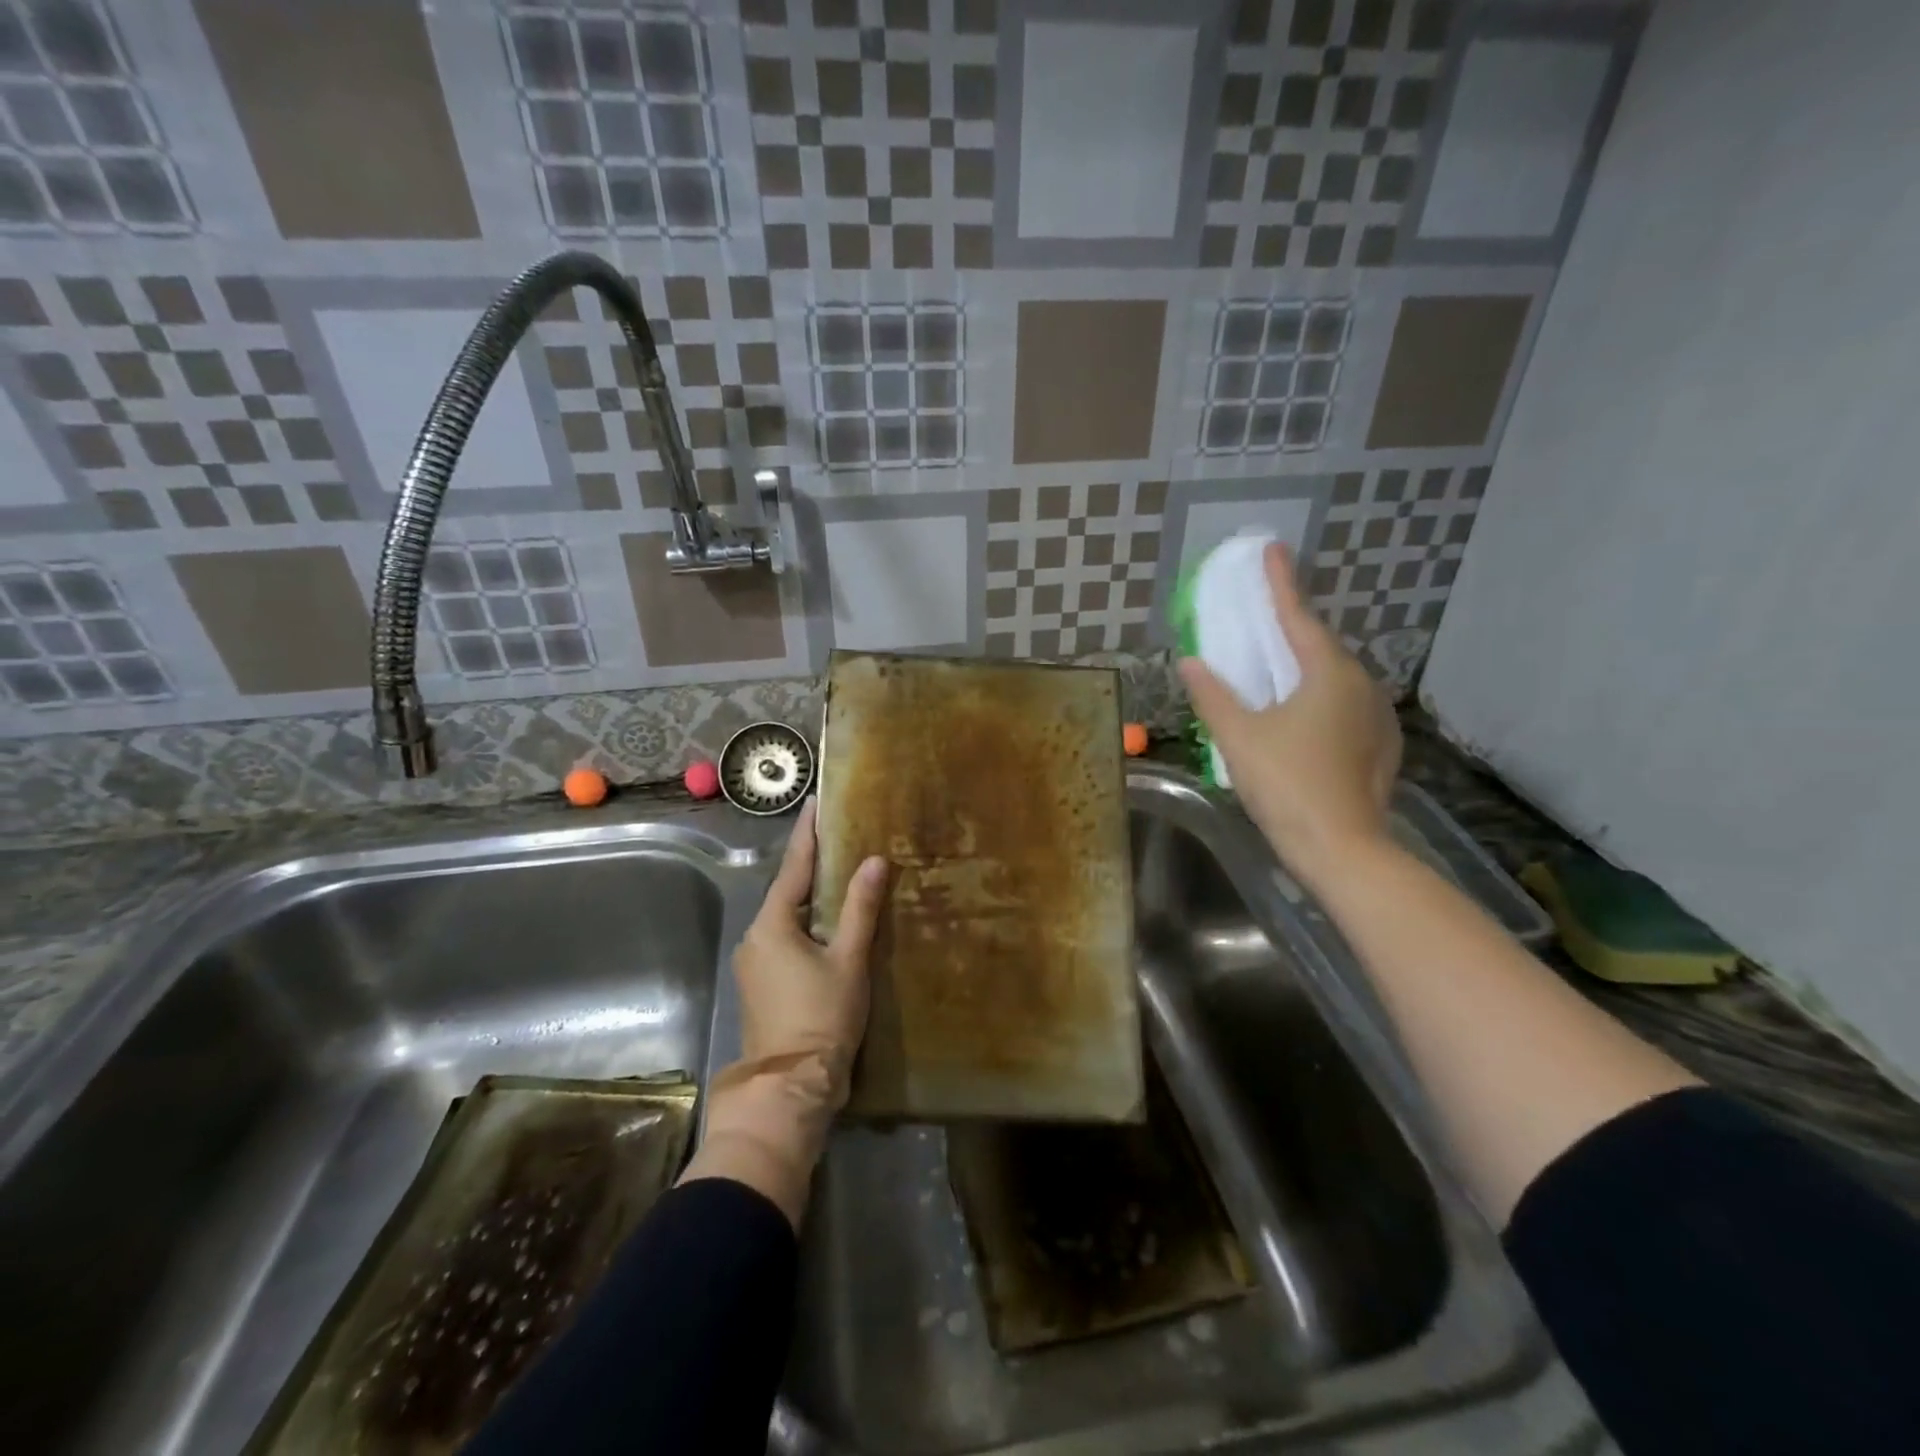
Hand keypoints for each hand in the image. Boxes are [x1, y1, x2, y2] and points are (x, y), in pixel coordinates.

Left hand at [731, 798, 888, 1109]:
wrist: (791, 1087)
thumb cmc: (822, 1017)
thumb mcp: (848, 960)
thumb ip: (860, 908)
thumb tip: (874, 860)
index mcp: (772, 925)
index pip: (794, 867)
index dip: (808, 834)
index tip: (815, 803)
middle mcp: (755, 937)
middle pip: (787, 891)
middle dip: (812, 866)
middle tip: (839, 838)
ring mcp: (754, 963)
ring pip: (787, 918)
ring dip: (811, 898)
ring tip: (840, 875)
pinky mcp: (761, 985)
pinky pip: (785, 940)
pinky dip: (806, 925)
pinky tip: (829, 924)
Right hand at [1179, 542, 1401, 883]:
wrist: (1342, 849)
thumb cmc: (1286, 784)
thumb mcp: (1238, 737)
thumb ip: (1212, 695)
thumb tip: (1190, 661)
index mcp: (1328, 674)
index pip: (1298, 617)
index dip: (1280, 583)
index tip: (1272, 549)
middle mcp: (1360, 686)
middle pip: (1320, 647)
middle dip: (1292, 629)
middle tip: (1265, 617)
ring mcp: (1376, 718)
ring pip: (1335, 679)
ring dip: (1305, 667)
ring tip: (1278, 667)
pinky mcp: (1379, 746)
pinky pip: (1344, 705)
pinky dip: (1319, 698)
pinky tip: (1303, 716)